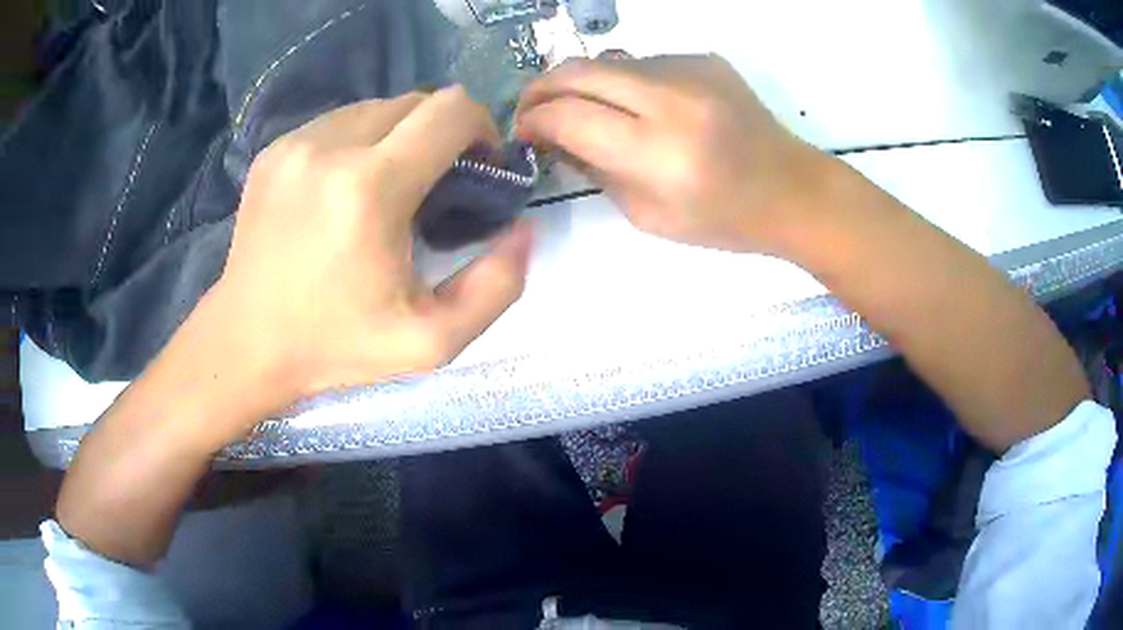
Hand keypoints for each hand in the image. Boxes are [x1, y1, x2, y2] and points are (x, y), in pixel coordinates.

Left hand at [209, 87, 532, 416]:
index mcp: (371, 186)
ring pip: (376, 108)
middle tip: (437, 183)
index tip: (479, 166)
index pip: (451, 110)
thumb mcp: (430, 342)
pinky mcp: (274, 151)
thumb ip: (496, 287)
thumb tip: (522, 229)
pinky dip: (359, 143)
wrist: (246, 344)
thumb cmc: (335, 347)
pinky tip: (346, 189)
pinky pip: (338, 123)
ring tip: (390, 188)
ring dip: (400, 136)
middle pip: (416, 101)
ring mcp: (295, 143)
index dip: (482, 127)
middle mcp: (330, 146)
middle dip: (442, 133)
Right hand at [517, 54, 831, 255]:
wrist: (792, 190)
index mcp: (660, 153)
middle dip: (541, 88)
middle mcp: (673, 99)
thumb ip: (594, 169)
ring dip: (582, 83)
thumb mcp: (648, 215)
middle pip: (578, 70)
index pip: (568, 115)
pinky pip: (642, 61)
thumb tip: (553, 136)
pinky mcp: (704, 57)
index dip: (533, 121)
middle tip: (532, 111)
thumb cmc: (724, 220)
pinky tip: (637, 107)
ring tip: (584, 111)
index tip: (522, 134)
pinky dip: (623, 81)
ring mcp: (691, 70)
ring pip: (607, 60)